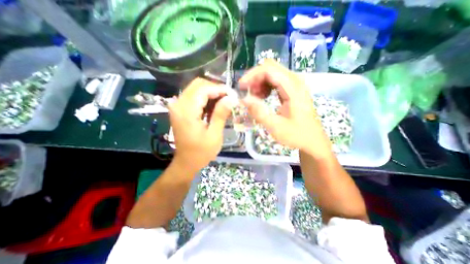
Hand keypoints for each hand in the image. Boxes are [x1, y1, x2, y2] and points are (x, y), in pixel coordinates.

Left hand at [170, 78, 233, 172]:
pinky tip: (214, 107)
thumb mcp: (214, 135)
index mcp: (187, 111)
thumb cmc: (201, 152)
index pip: (204, 89)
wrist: (186, 162)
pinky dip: (206, 98)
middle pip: (198, 84)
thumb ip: (221, 114)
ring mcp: (177, 106)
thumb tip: (231, 98)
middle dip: (216, 89)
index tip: (233, 95)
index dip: (220, 89)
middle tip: (229, 98)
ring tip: (224, 103)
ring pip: (196, 88)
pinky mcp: (180, 109)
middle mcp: (178, 104)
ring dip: (211, 93)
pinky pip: (194, 96)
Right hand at [239, 59, 333, 157]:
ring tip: (254, 97)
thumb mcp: (275, 127)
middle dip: (255, 78)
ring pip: (273, 73)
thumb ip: (259, 112)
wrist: (312, 140)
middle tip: (247, 92)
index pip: (269, 70)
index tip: (241, 87)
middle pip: (271, 68)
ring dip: (260, 82)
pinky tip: (262, 97)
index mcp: (293, 88)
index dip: (252, 75)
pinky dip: (266, 86)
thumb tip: (243, 100)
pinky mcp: (293, 90)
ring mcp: (295, 85)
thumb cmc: (296, 135)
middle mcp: (295, 81)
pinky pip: (276, 81)